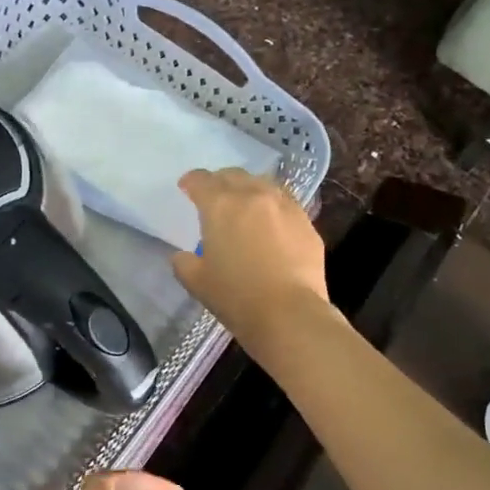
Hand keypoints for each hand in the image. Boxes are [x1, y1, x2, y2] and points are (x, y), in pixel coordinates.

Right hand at [172, 168, 329, 352]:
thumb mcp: (196, 282)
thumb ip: (183, 262)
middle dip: (220, 182)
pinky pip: (285, 203)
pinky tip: (271, 223)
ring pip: (263, 184)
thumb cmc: (236, 296)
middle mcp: (253, 196)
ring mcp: (284, 206)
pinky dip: (272, 206)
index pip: (201, 181)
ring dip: (249, 189)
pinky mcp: (306, 222)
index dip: (191, 182)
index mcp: (220, 205)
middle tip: (214, 196)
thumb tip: (183, 256)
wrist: (289, 314)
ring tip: (245, 205)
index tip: (186, 188)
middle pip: (233, 176)